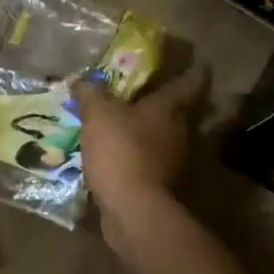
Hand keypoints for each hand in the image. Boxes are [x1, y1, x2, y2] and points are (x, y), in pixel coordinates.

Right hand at [72, 67, 207, 240]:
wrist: (134, 209)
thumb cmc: (121, 151)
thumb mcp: (98, 115)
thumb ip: (91, 94)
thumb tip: (81, 79)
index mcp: (170, 108)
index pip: (191, 82)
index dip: (192, 71)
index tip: (193, 64)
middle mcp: (181, 130)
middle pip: (182, 110)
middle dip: (167, 102)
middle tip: (147, 94)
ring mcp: (176, 159)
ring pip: (168, 137)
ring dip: (153, 131)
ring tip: (130, 125)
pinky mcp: (165, 183)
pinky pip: (154, 160)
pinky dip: (143, 155)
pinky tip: (124, 155)